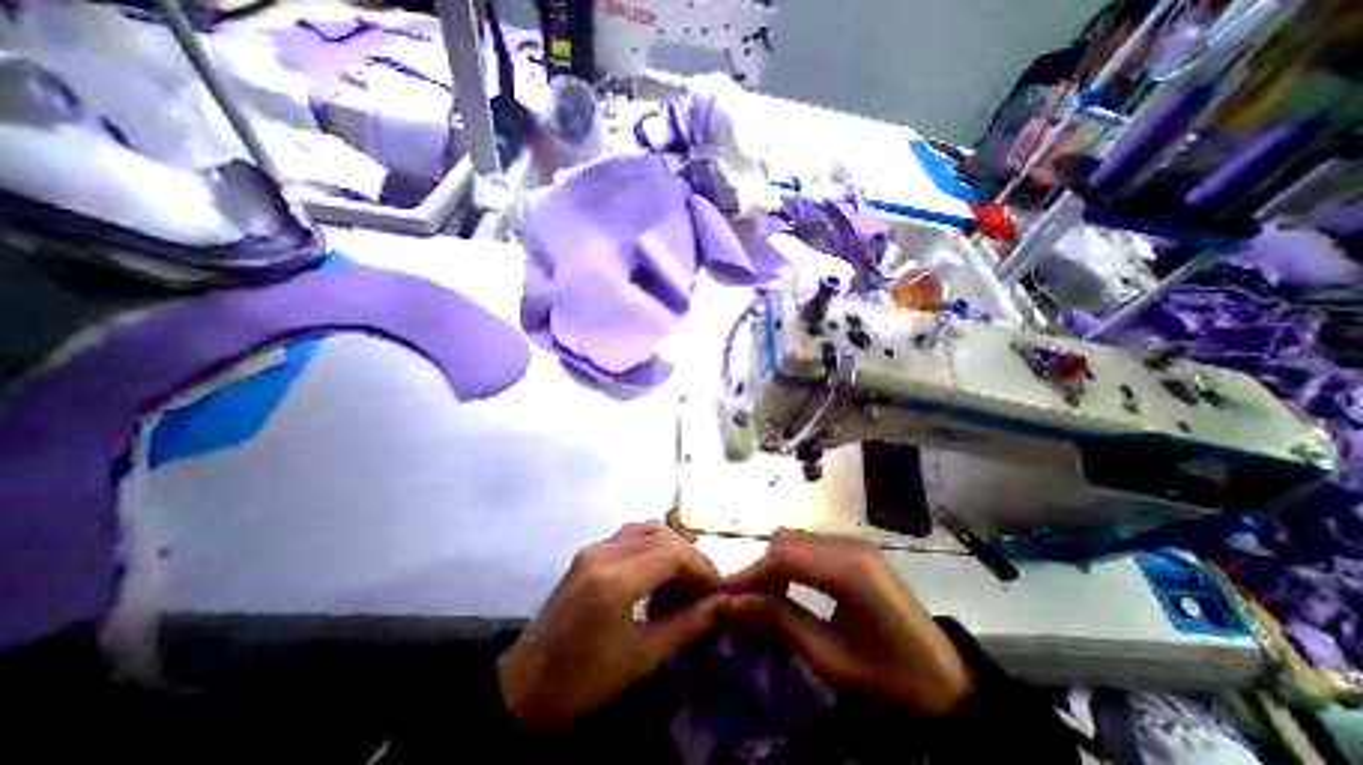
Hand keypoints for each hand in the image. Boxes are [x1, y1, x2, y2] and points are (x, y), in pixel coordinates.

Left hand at [500, 522, 721, 732]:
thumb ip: (684, 625)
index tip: (713, 589)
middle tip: (701, 583)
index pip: (672, 552)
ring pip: (645, 528)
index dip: (700, 566)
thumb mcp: (641, 657)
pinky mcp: (587, 551)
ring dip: (670, 544)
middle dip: (688, 554)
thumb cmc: (585, 680)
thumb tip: (719, 605)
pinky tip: (657, 567)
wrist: (527, 685)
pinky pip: (628, 534)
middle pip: (660, 534)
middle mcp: (603, 553)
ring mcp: (592, 548)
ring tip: (682, 574)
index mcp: (615, 581)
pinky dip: (651, 543)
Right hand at [728, 527, 974, 715]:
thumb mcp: (831, 660)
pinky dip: (791, 562)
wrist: (950, 686)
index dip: (749, 574)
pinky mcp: (856, 551)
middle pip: (786, 542)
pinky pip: (810, 546)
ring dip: (774, 564)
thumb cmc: (892, 682)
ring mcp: (854, 544)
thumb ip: (780, 622)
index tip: (723, 596)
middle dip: (759, 569)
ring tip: (763, 597)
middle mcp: (848, 545)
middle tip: (743, 602)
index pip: (782, 557)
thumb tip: (732, 605)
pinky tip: (789, 588)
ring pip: (795, 540)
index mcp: (848, 570)